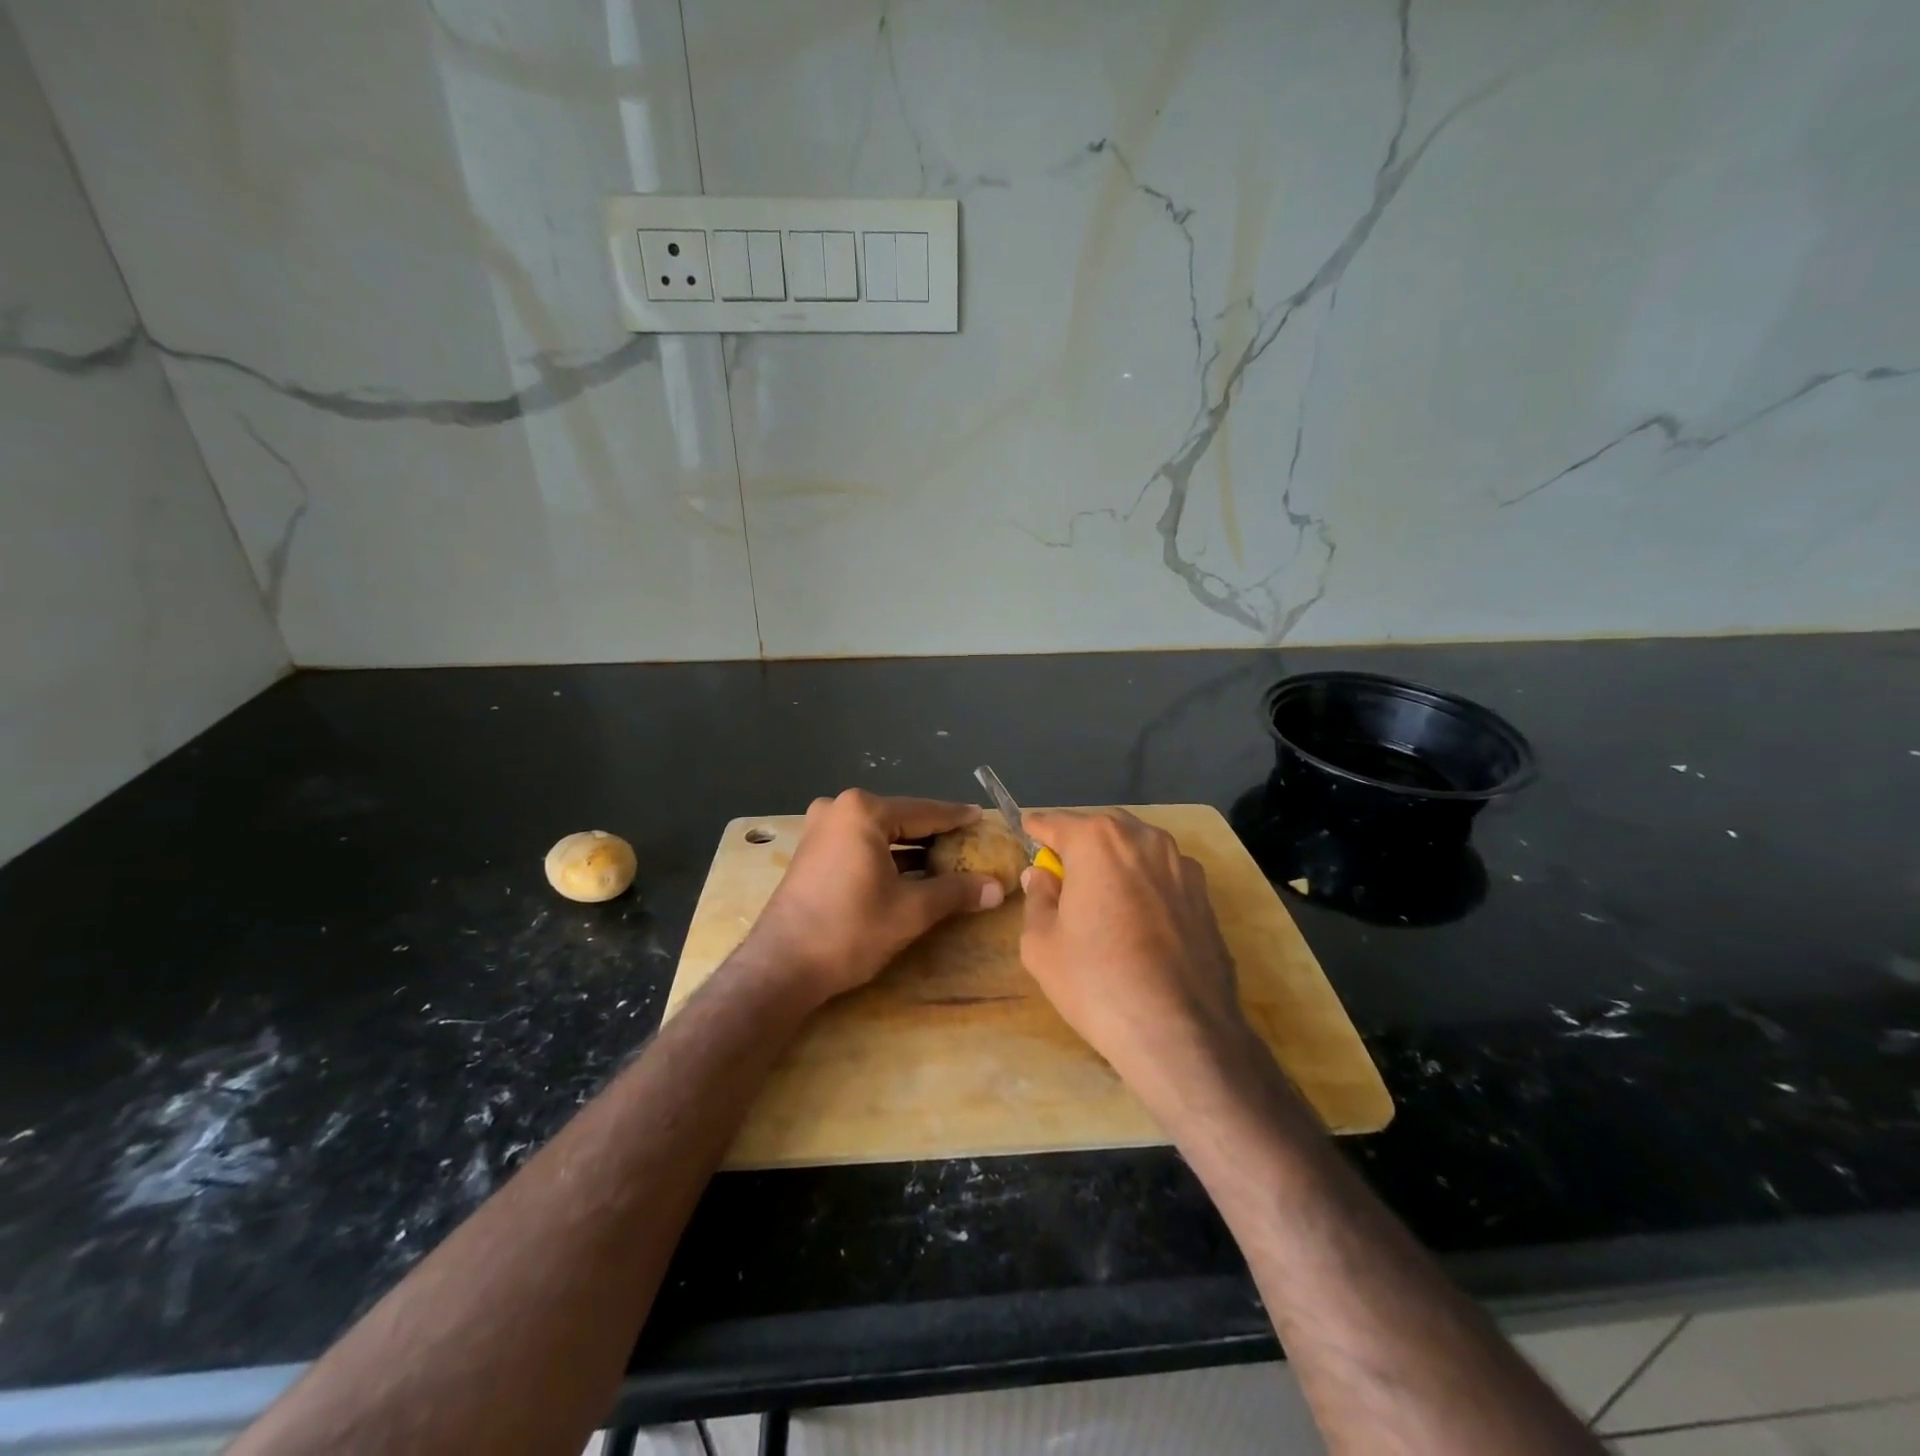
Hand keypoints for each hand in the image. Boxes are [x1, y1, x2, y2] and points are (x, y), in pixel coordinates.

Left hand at [738, 790, 1003, 1005]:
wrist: (781, 967)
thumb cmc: (849, 930)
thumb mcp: (911, 910)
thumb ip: (956, 892)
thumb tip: (996, 888)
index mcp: (863, 811)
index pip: (924, 812)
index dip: (957, 818)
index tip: (982, 818)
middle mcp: (839, 809)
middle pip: (901, 819)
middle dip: (935, 834)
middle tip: (969, 842)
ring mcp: (820, 829)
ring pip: (880, 833)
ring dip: (911, 848)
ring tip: (948, 859)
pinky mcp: (811, 852)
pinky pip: (861, 845)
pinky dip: (887, 856)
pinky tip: (911, 872)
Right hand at [1019, 809, 1253, 1086]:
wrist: (1181, 1032)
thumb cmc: (1096, 982)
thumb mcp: (1041, 944)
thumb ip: (1038, 898)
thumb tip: (1042, 875)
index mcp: (1097, 841)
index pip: (1056, 821)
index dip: (1036, 828)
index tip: (1026, 831)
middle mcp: (1143, 839)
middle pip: (1101, 829)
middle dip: (1079, 842)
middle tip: (1062, 871)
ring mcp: (1182, 865)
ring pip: (1137, 848)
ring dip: (1116, 860)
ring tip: (1102, 895)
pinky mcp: (1206, 896)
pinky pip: (1164, 875)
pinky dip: (1145, 883)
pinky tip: (1139, 920)